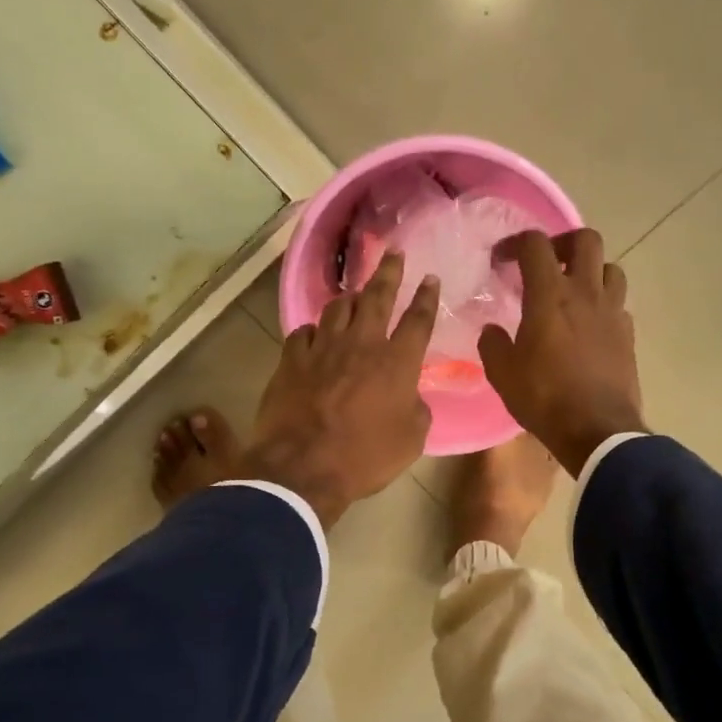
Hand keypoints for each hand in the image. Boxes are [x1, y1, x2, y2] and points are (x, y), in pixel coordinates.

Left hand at [244, 251, 438, 526]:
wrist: (302, 468)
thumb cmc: (365, 457)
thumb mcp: (411, 440)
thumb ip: (417, 410)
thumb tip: (411, 397)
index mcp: (397, 362)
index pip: (418, 320)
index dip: (426, 297)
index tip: (430, 278)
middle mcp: (362, 344)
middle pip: (377, 297)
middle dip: (389, 272)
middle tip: (394, 253)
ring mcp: (323, 348)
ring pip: (337, 307)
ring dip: (350, 297)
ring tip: (355, 293)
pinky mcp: (291, 360)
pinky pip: (304, 332)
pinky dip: (314, 330)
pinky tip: (316, 334)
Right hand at [478, 229, 643, 475]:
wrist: (598, 431)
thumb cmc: (545, 399)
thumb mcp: (502, 374)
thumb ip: (492, 344)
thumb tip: (492, 330)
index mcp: (550, 296)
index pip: (535, 245)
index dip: (515, 243)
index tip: (501, 260)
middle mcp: (586, 293)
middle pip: (586, 239)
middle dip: (563, 242)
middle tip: (547, 263)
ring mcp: (613, 312)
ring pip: (611, 268)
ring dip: (591, 270)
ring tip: (574, 290)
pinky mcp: (628, 334)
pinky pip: (619, 303)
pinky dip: (604, 303)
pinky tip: (590, 324)